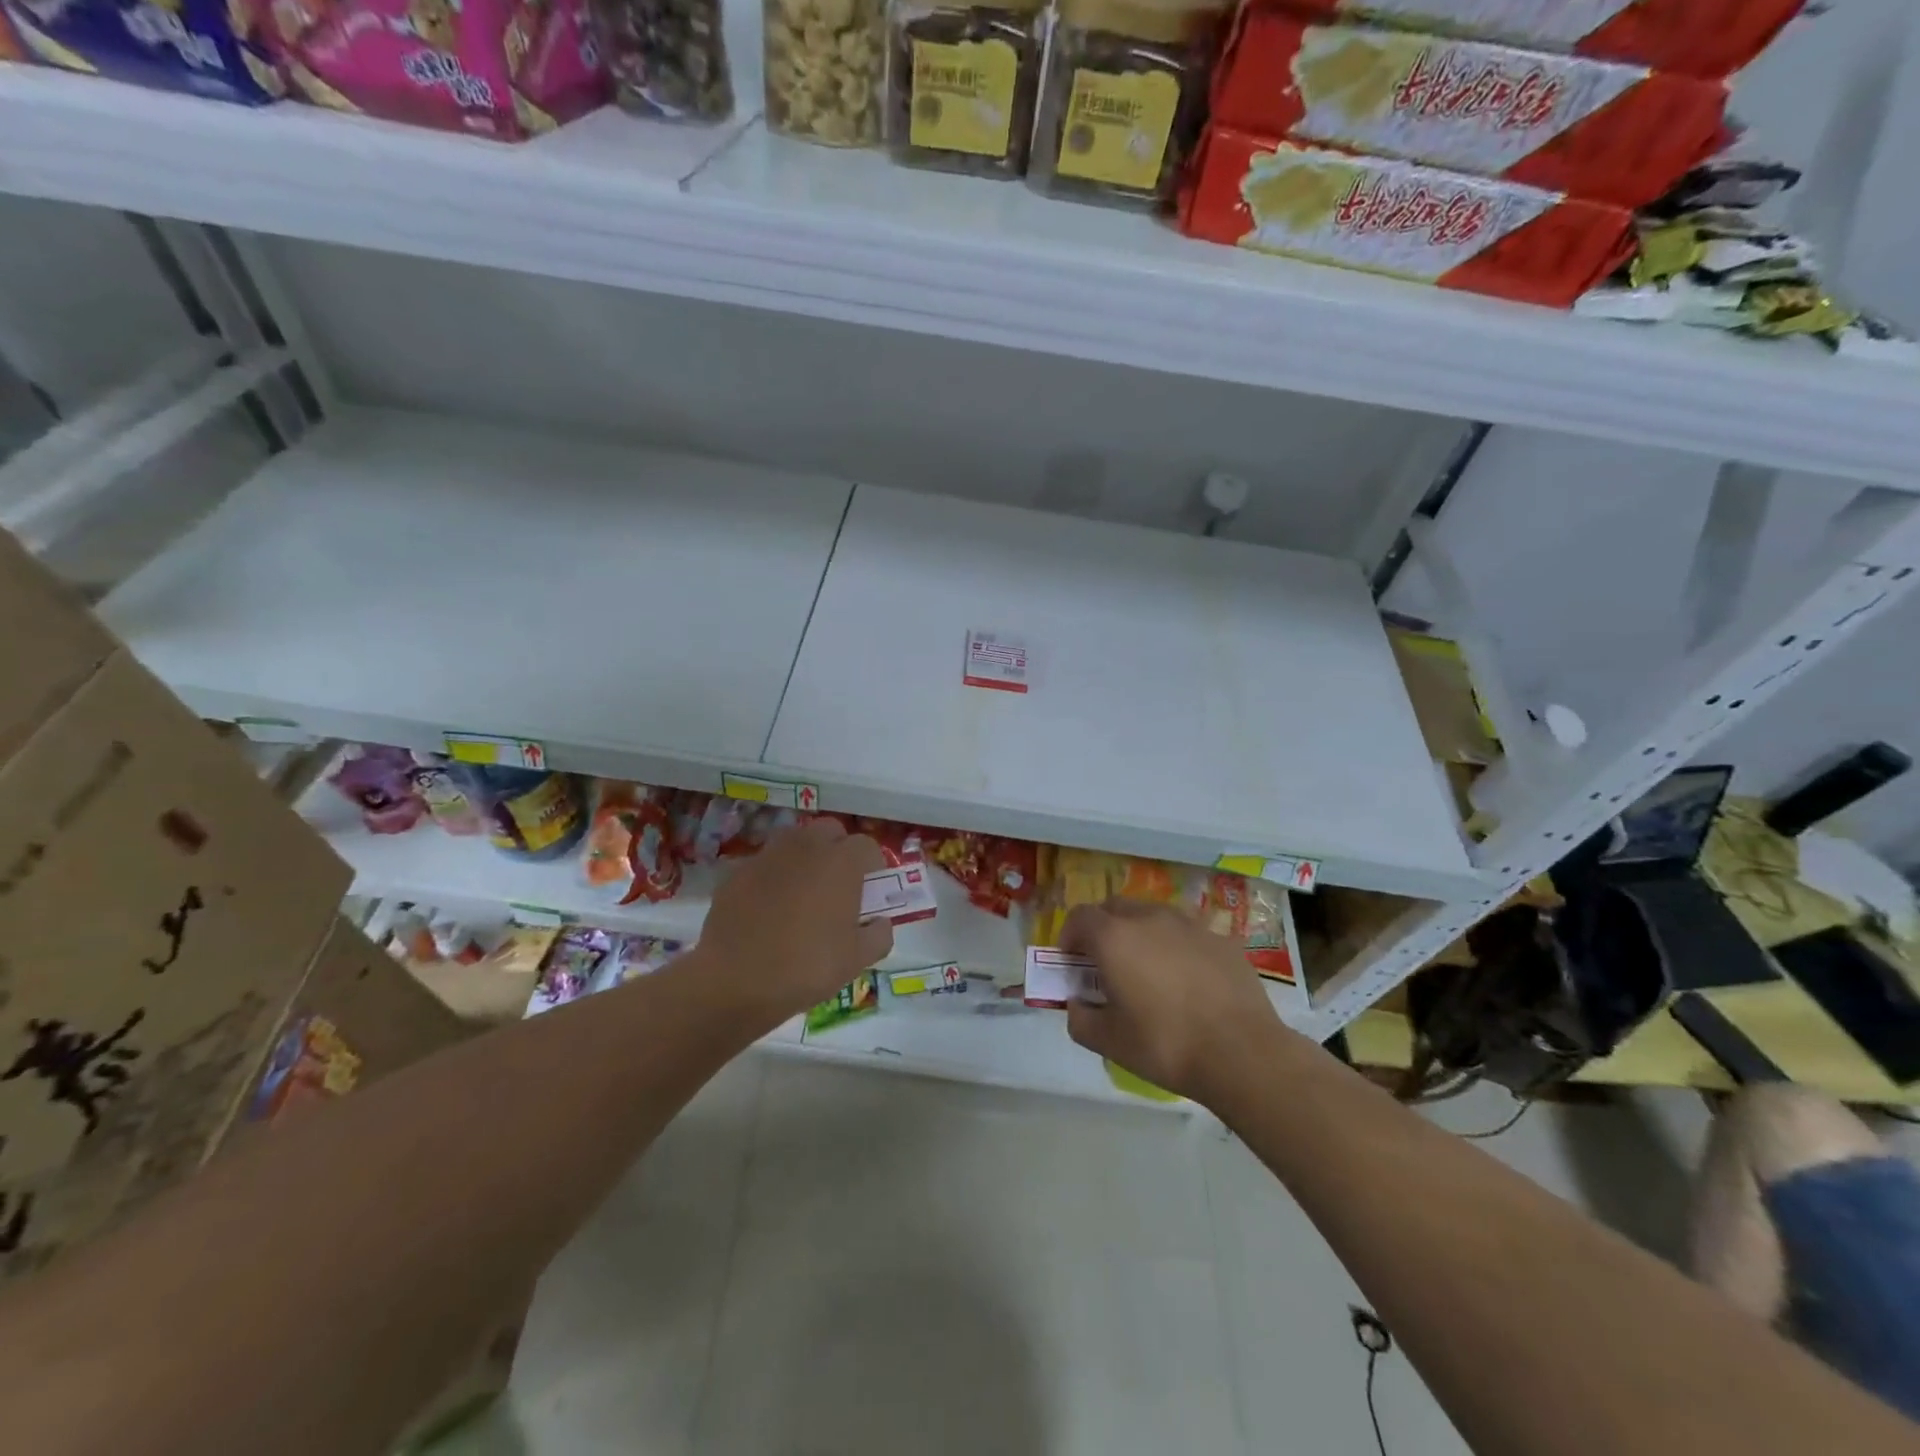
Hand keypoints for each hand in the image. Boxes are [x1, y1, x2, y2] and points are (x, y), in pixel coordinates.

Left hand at [696, 819, 892, 1027]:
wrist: (734, 981)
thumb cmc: (807, 967)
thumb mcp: (857, 960)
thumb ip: (879, 934)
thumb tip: (879, 922)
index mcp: (841, 861)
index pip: (867, 847)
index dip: (873, 869)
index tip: (869, 894)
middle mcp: (806, 846)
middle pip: (831, 831)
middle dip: (838, 851)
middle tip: (838, 887)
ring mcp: (768, 855)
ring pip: (795, 842)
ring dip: (805, 859)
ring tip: (802, 896)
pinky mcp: (737, 872)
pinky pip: (766, 865)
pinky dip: (773, 878)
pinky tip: (768, 911)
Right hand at [1061, 899, 1293, 1105]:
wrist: (1242, 1053)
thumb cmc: (1165, 1045)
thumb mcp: (1108, 1042)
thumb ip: (1080, 1019)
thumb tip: (1078, 1004)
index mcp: (1114, 937)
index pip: (1079, 917)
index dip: (1069, 935)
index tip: (1071, 961)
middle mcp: (1149, 918)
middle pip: (1115, 907)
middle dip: (1103, 928)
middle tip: (1105, 962)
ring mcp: (1189, 924)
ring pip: (1153, 915)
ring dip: (1140, 932)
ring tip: (1147, 967)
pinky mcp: (1221, 939)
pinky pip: (1188, 932)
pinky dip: (1176, 946)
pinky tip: (1187, 978)